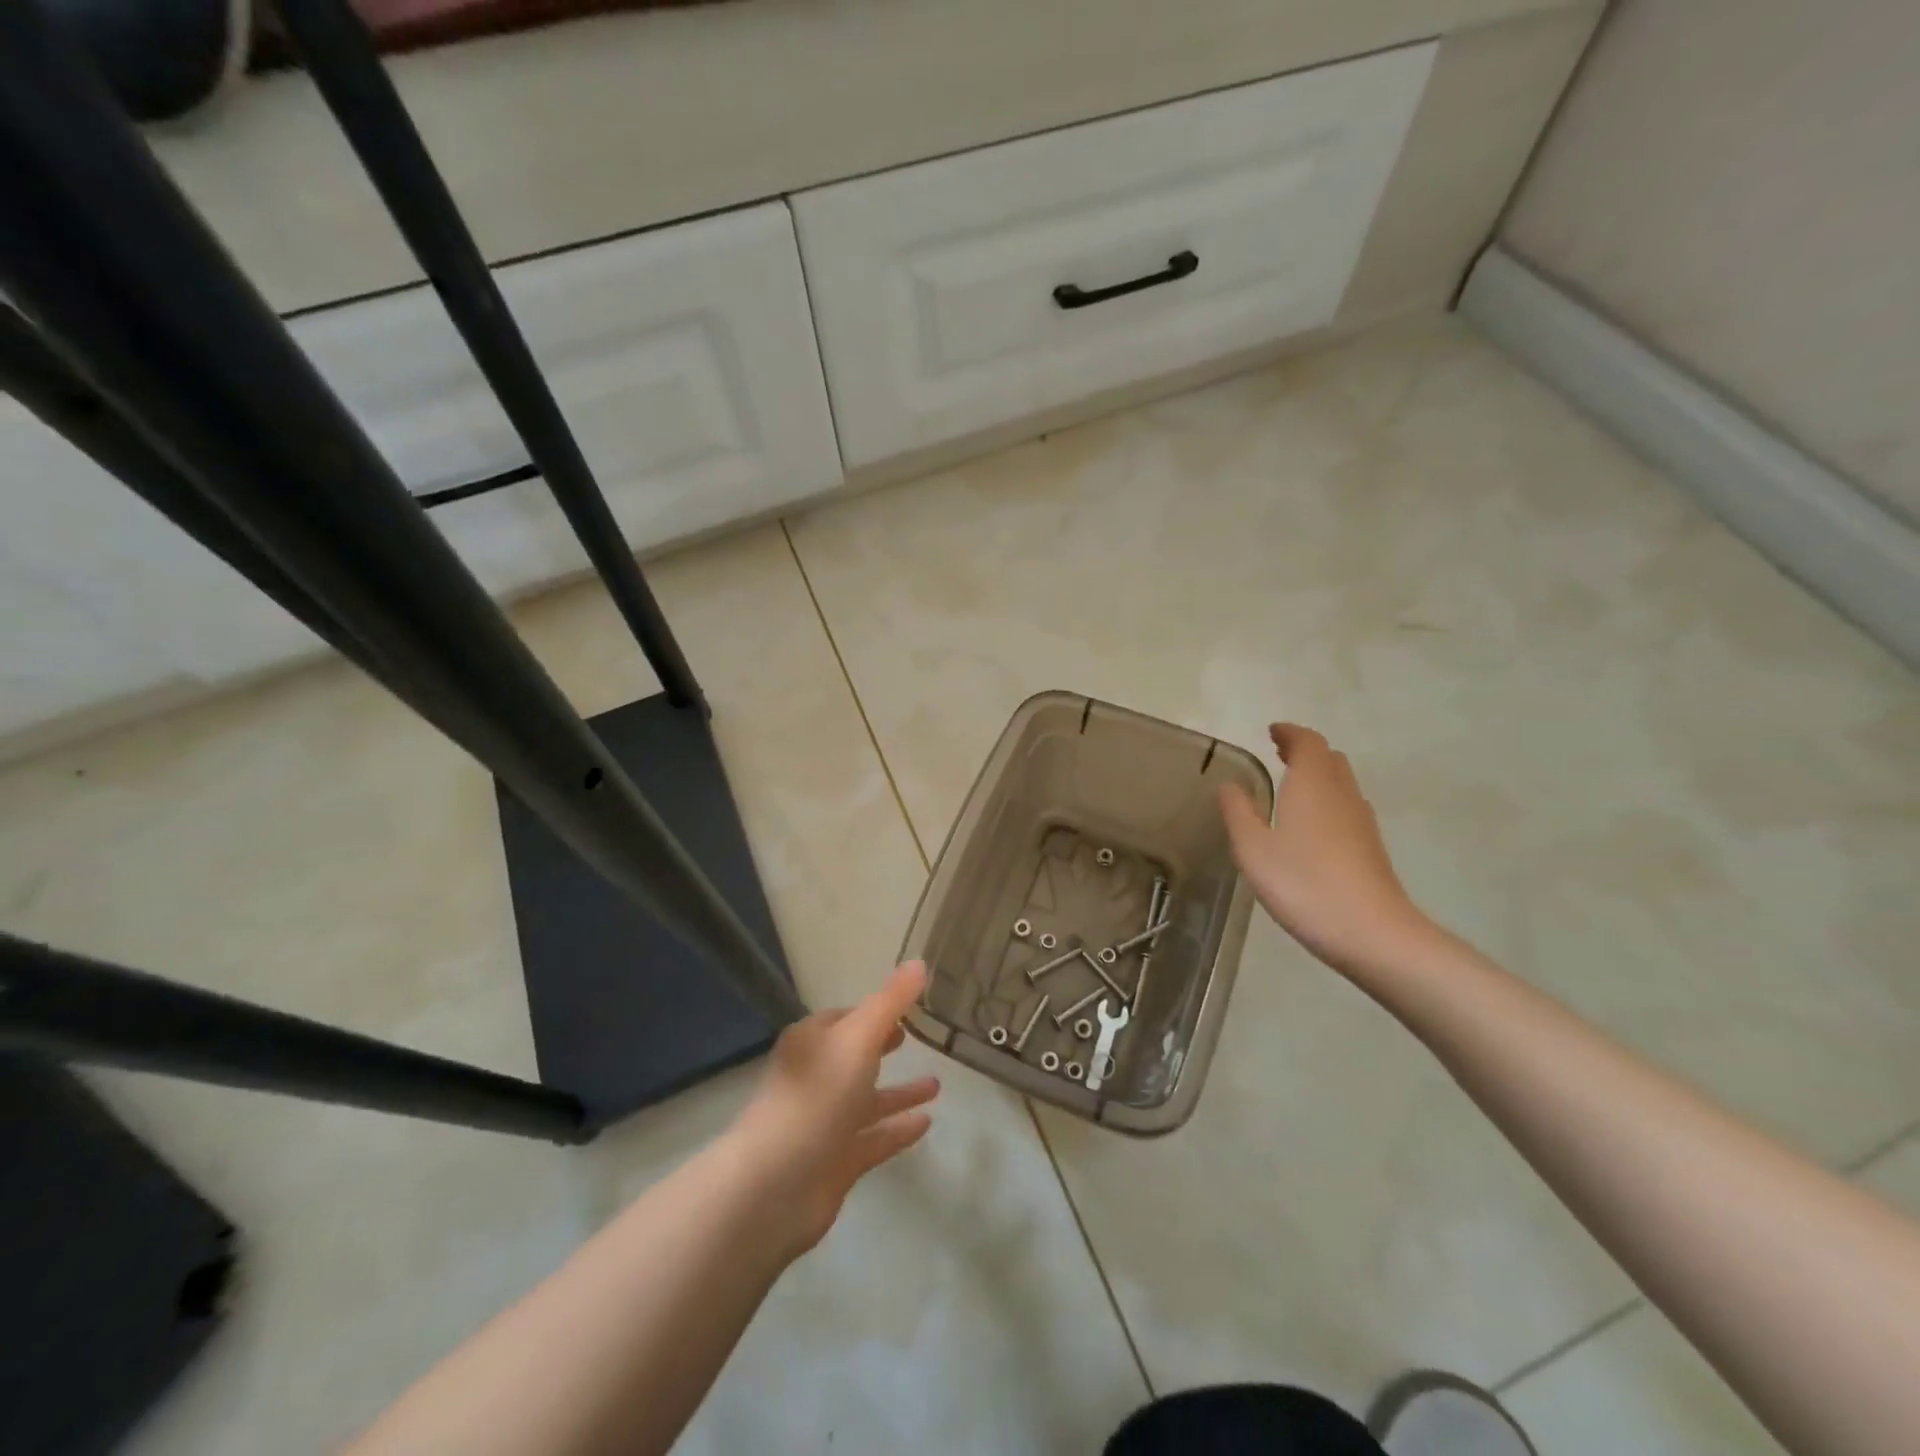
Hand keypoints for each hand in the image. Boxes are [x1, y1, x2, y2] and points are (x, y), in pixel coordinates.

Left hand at [730, 961, 940, 1257]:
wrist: (774, 1186)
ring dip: (899, 1092)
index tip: (908, 1006)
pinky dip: (897, 1130)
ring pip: (868, 1101)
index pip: (846, 1018)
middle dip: (884, 1047)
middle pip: (855, 1057)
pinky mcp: (836, 1162)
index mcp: (812, 1043)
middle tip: (916, 1037)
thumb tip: (918, 962)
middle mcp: (816, 1079)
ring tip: (938, 1085)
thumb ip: (890, 1002)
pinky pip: (874, 1138)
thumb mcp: (858, 1037)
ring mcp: (825, 1123)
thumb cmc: (816, 1096)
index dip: (875, 1011)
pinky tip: (926, 1124)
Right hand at [1219, 723, 1433, 976]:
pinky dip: (1327, 800)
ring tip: (1291, 784)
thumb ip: (1238, 812)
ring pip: (1341, 783)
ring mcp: (1361, 821)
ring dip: (1317, 775)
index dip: (1290, 733)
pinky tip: (1311, 825)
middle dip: (1304, 751)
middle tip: (1279, 754)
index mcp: (1312, 784)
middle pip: (1329, 759)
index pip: (1307, 742)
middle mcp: (1341, 794)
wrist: (1371, 932)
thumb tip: (1230, 785)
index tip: (1272, 732)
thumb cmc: (1303, 883)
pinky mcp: (1370, 846)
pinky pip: (1346, 806)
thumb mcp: (1253, 849)